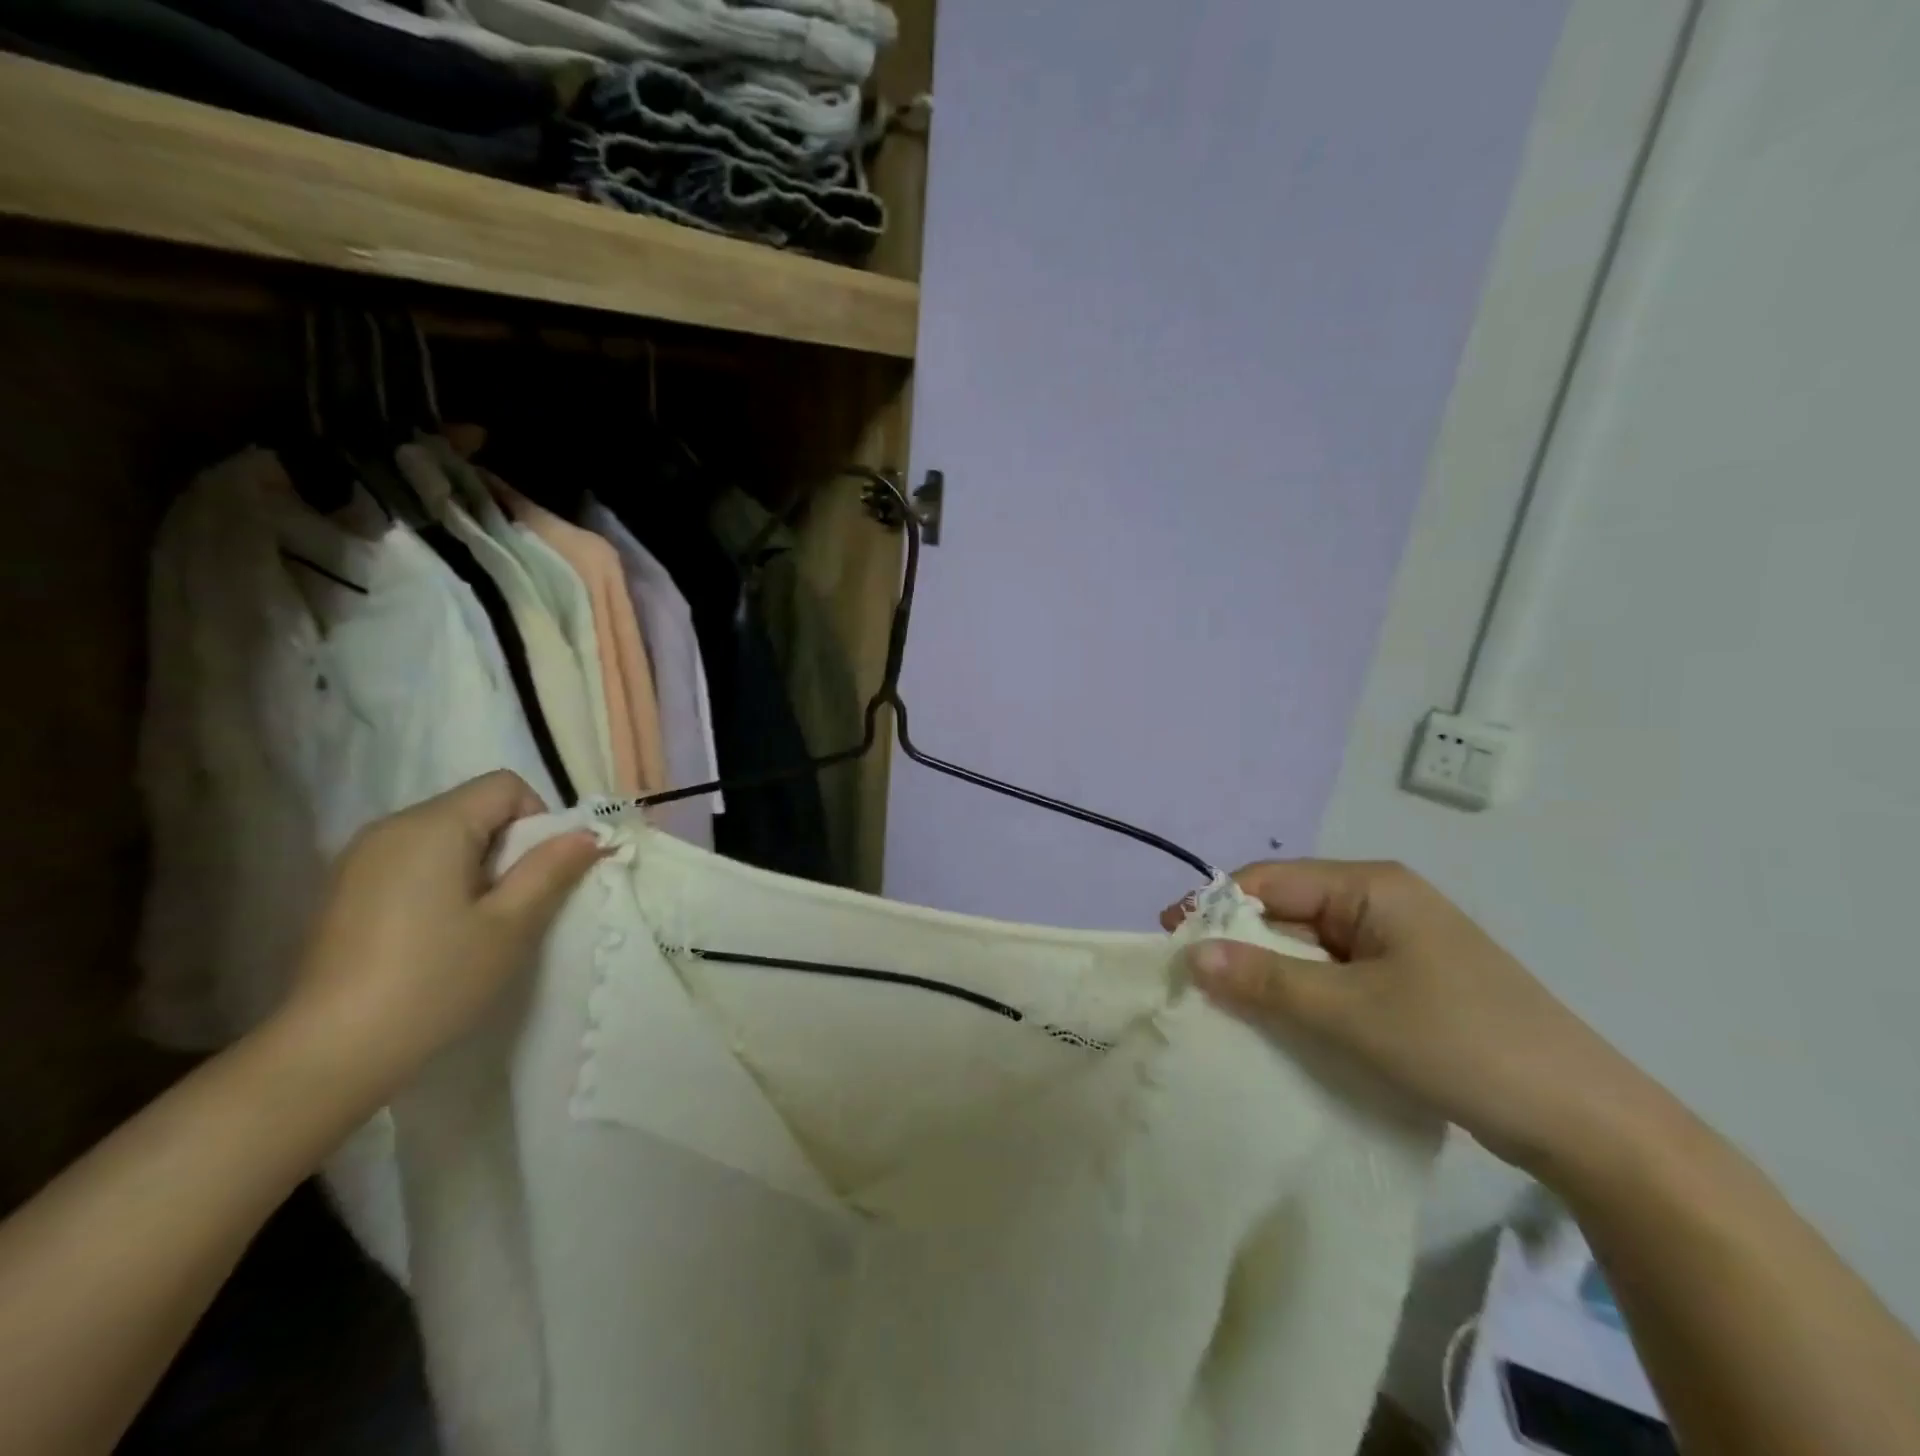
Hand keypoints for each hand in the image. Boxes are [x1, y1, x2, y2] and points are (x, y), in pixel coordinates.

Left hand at [276, 772, 602, 1102]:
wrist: (330, 1053)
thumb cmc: (434, 981)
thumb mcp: (511, 925)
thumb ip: (552, 869)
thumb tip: (588, 835)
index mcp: (432, 826)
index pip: (506, 786)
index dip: (538, 820)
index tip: (538, 874)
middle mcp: (391, 826)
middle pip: (475, 807)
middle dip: (508, 845)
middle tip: (512, 905)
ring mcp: (361, 857)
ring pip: (446, 835)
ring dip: (477, 865)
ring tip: (476, 923)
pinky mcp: (346, 888)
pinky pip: (414, 860)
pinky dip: (442, 880)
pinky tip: (436, 933)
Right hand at [1165, 860, 1661, 1178]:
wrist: (1588, 1124)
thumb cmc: (1461, 1044)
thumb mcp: (1352, 1012)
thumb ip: (1267, 980)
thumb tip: (1191, 954)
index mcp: (1372, 886)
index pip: (1270, 881)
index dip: (1216, 908)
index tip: (1171, 943)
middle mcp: (1381, 903)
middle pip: (1287, 911)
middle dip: (1240, 945)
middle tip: (1192, 985)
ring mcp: (1397, 945)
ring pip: (1308, 949)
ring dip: (1269, 975)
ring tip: (1225, 1009)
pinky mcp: (1407, 985)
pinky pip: (1334, 978)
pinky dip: (1302, 997)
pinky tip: (1280, 1026)